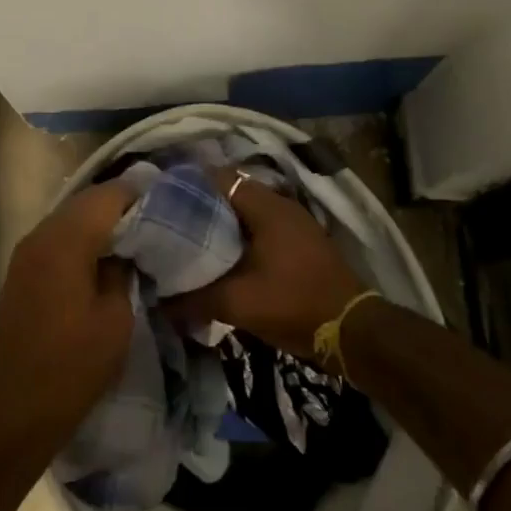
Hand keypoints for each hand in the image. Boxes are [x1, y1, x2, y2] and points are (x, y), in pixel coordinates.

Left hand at [0, 182, 137, 445]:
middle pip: (84, 202)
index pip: (106, 197)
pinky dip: (80, 238)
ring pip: (68, 218)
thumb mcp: (116, 318)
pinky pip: (55, 238)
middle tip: (153, 217)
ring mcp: (24, 253)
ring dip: (98, 221)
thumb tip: (125, 250)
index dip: (138, 194)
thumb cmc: (75, 365)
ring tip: (132, 236)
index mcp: (65, 243)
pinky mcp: (20, 271)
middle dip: (118, 205)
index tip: (165, 201)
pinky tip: (101, 257)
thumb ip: (122, 271)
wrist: (19, 408)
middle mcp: (40, 236)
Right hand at [160, 171, 365, 357]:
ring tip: (189, 242)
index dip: (187, 187)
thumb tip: (159, 303)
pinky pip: (261, 230)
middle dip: (200, 208)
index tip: (161, 202)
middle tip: (169, 225)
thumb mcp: (238, 304)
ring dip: (220, 225)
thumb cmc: (294, 304)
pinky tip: (222, 260)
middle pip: (230, 195)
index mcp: (266, 206)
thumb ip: (194, 299)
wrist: (352, 331)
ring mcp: (294, 223)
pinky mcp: (301, 243)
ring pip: (246, 214)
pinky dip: (240, 238)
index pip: (217, 179)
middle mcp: (281, 205)